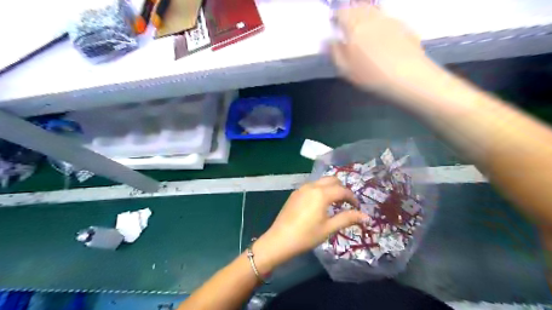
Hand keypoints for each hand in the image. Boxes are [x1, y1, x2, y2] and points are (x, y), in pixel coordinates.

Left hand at [252, 177, 367, 273]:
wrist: (279, 240)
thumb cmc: (306, 236)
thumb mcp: (329, 228)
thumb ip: (347, 218)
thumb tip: (366, 216)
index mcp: (321, 193)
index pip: (343, 190)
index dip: (352, 198)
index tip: (357, 208)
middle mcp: (312, 186)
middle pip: (332, 180)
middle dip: (342, 189)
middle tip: (346, 203)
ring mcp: (301, 188)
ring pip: (321, 181)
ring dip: (331, 188)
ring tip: (334, 203)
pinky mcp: (295, 193)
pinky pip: (312, 186)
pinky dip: (320, 190)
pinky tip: (319, 204)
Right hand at [329, 4, 438, 95]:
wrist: (407, 76)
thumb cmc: (371, 74)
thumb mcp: (346, 69)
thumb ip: (335, 53)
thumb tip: (329, 40)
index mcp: (354, 26)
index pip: (342, 12)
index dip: (336, 16)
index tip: (334, 23)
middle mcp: (371, 17)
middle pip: (358, 7)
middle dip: (351, 12)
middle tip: (348, 23)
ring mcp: (389, 19)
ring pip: (373, 10)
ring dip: (365, 14)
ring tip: (363, 26)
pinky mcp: (403, 25)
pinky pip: (386, 18)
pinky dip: (380, 21)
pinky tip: (381, 34)